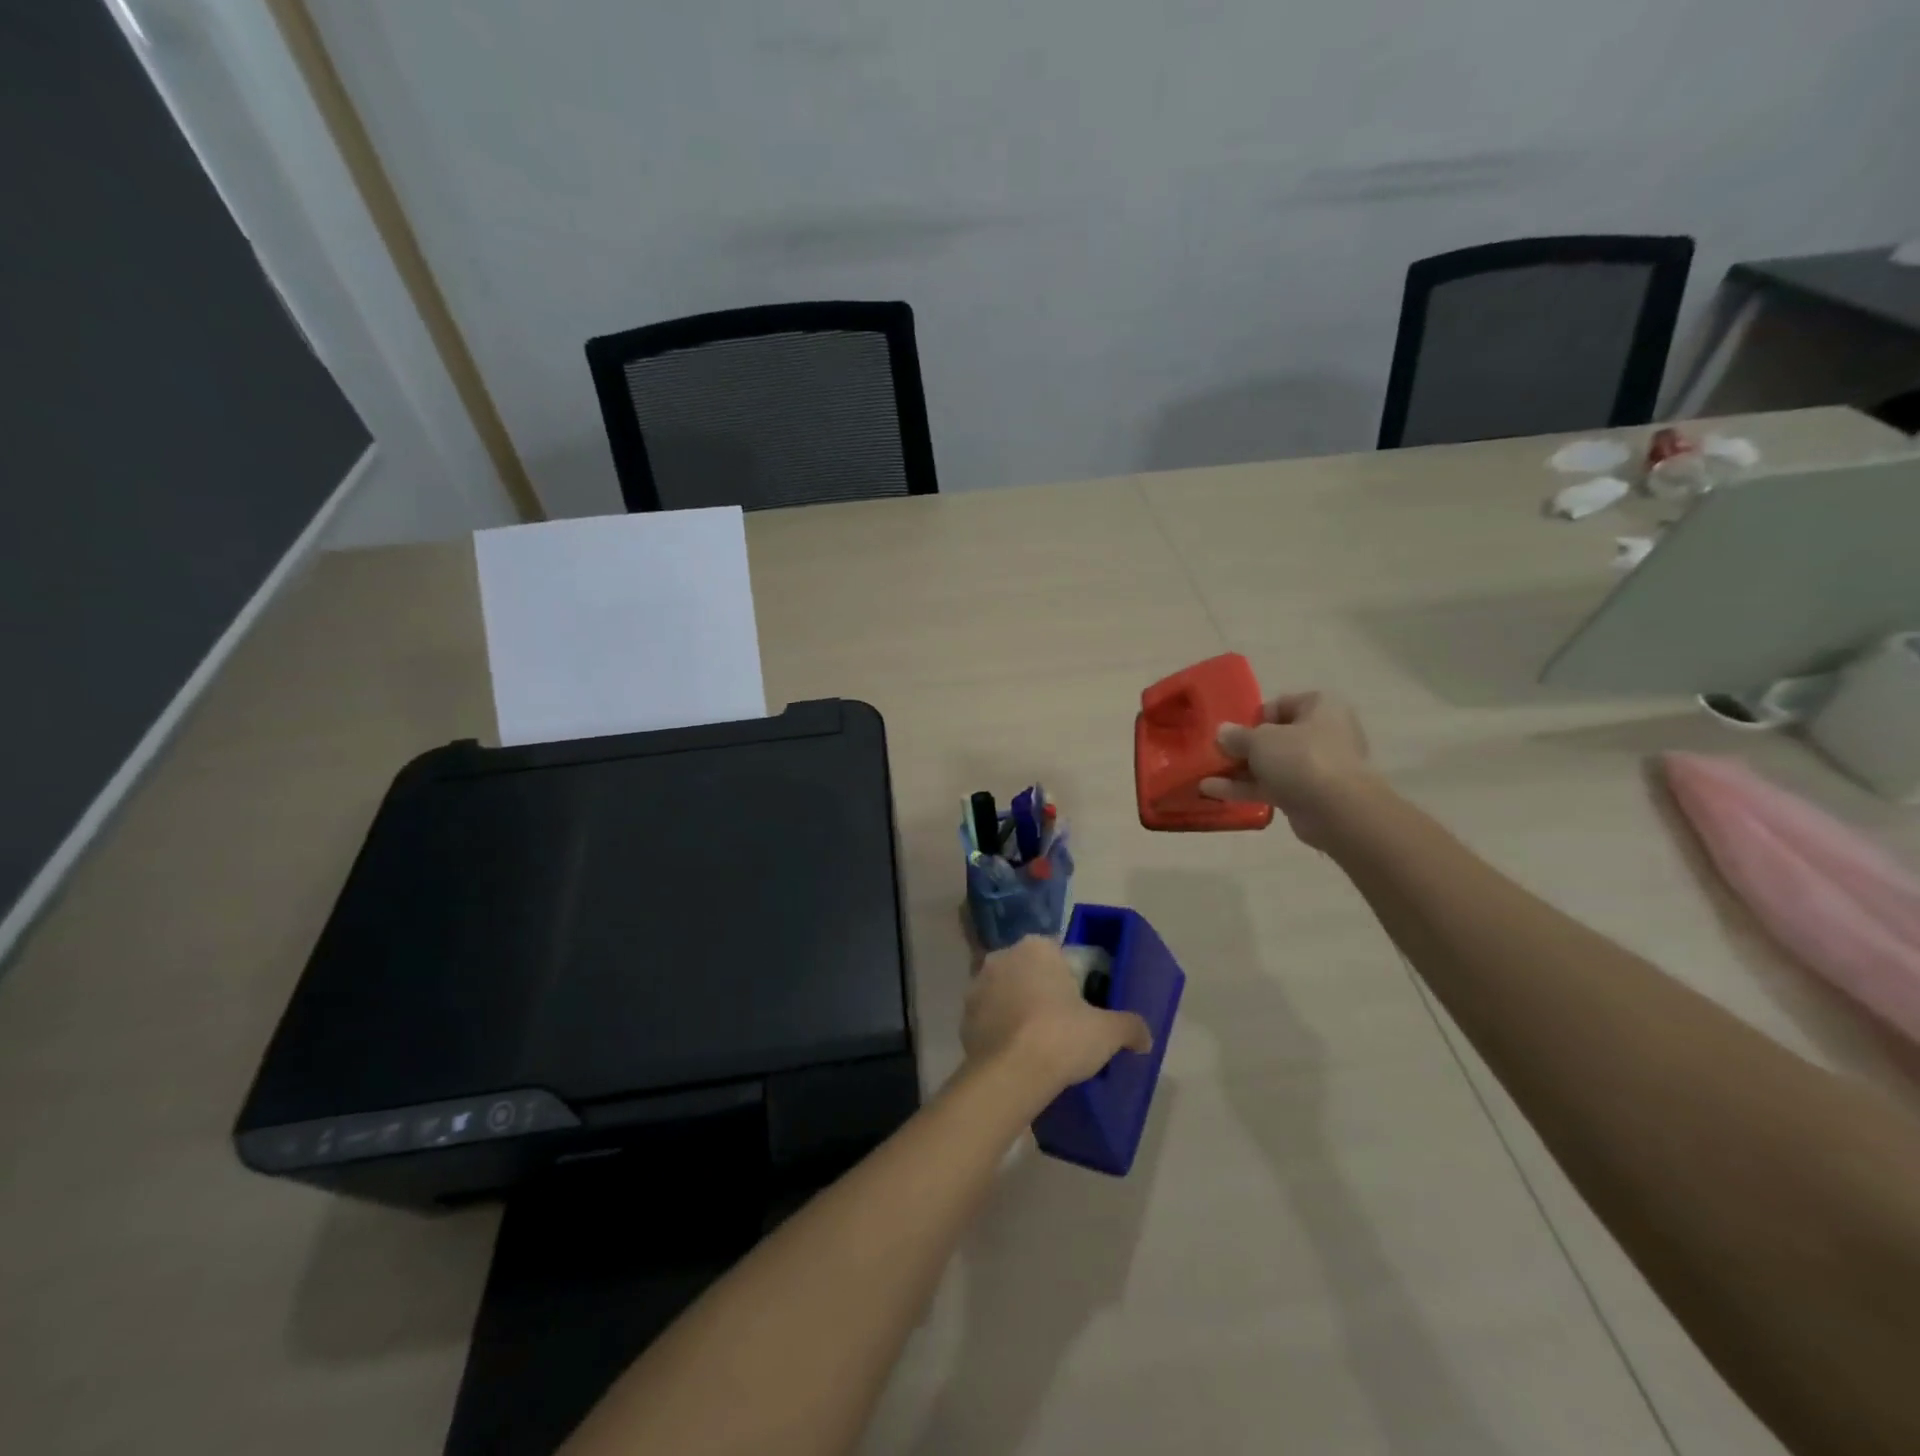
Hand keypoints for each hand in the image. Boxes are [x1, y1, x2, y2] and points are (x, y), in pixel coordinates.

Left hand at [962, 936, 1152, 1096]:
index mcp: (1037, 947)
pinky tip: (1017, 1054)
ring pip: (1006, 993)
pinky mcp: (963, 1016)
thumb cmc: (1062, 1037)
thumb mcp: (1108, 1031)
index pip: (1060, 954)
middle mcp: (1003, 956)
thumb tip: (1145, 1037)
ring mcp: (977, 985)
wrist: (1010, 1075)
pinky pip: (989, 1018)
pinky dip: (1001, 1030)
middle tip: (1063, 1024)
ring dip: (1018, 1008)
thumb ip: (1130, 1027)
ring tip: (1038, 1042)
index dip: (1073, 978)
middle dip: (1043, 990)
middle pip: (1030, 971)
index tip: (1083, 1004)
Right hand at [1200, 691, 1372, 848]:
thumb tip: (1221, 732)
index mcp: (1320, 707)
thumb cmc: (1301, 758)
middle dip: (1243, 747)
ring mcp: (1317, 767)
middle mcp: (1323, 733)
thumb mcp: (1260, 739)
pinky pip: (1272, 786)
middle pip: (1275, 737)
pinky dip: (1245, 788)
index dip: (1255, 717)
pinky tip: (1213, 791)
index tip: (1235, 731)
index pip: (1282, 704)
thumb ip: (1237, 736)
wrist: (1337, 810)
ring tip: (1204, 775)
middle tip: (1217, 754)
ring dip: (1238, 770)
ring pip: (1271, 764)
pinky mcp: (1308, 795)